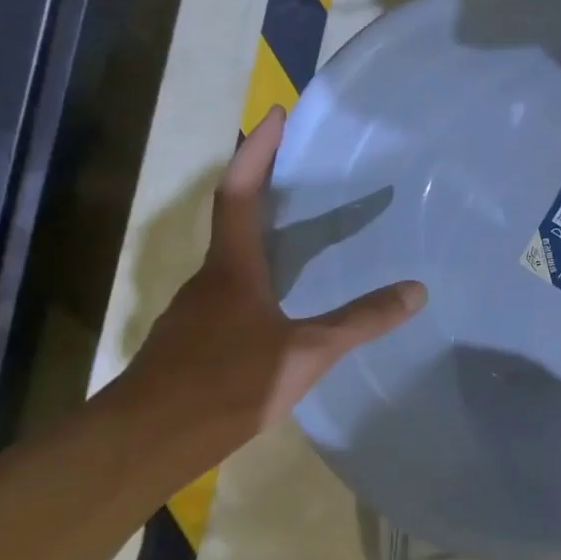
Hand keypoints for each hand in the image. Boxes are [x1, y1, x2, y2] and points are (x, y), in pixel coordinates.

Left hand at [123, 107, 425, 436]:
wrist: (143, 445)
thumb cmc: (225, 383)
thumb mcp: (307, 352)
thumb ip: (361, 320)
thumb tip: (417, 290)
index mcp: (234, 267)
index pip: (241, 193)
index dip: (257, 151)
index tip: (275, 114)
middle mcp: (211, 279)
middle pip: (235, 219)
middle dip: (264, 185)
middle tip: (304, 169)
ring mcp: (198, 312)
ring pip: (234, 259)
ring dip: (263, 235)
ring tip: (304, 232)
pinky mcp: (194, 342)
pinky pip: (232, 293)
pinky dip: (259, 278)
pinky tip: (283, 303)